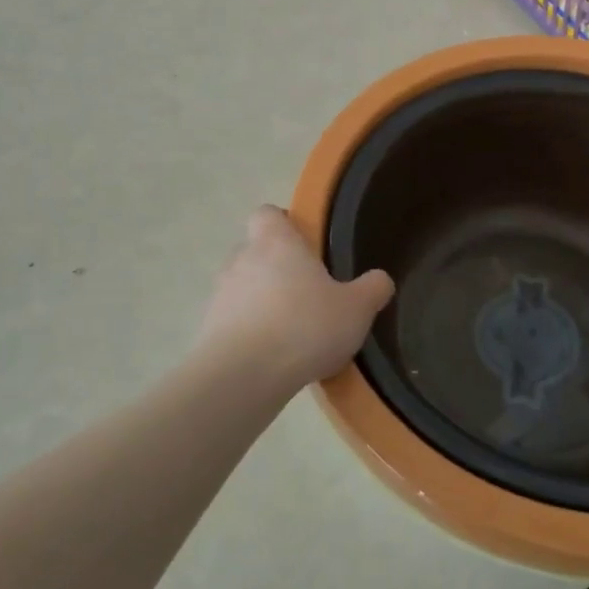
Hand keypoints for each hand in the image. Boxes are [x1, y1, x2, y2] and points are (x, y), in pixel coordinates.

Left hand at [200, 206, 394, 389]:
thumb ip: (372, 289)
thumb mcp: (356, 309)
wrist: (244, 375)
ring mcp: (220, 294)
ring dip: (261, 302)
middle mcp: (242, 259)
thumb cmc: (304, 327)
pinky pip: (232, 321)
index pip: (268, 213)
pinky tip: (271, 357)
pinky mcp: (207, 329)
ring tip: (289, 331)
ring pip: (242, 287)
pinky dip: (249, 332)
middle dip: (276, 268)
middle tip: (306, 293)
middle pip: (255, 251)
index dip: (283, 224)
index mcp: (276, 242)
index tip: (304, 245)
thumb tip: (380, 279)